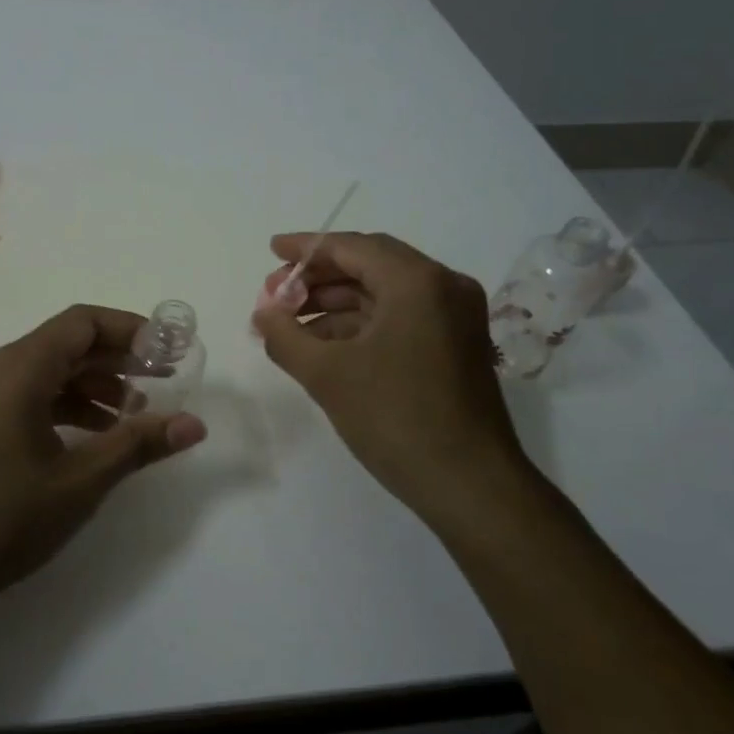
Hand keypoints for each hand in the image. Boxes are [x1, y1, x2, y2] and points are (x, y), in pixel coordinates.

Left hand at [0, 305, 207, 616]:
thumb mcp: (77, 483)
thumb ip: (136, 445)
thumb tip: (194, 424)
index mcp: (18, 368)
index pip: (83, 323)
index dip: (131, 330)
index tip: (170, 351)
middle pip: (66, 344)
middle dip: (117, 359)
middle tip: (163, 381)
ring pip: (47, 373)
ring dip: (93, 386)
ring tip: (133, 417)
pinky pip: (27, 396)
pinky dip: (65, 407)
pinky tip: (90, 440)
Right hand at [252, 232, 525, 505]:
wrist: (470, 486)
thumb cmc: (395, 419)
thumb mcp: (326, 374)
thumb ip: (284, 335)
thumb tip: (263, 313)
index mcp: (417, 282)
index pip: (352, 247)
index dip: (306, 248)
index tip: (271, 250)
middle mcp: (443, 286)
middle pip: (369, 264)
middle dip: (318, 278)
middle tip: (277, 296)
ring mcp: (456, 316)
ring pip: (384, 292)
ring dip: (336, 303)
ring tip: (291, 324)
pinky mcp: (457, 344)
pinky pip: (401, 317)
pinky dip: (361, 324)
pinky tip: (325, 345)